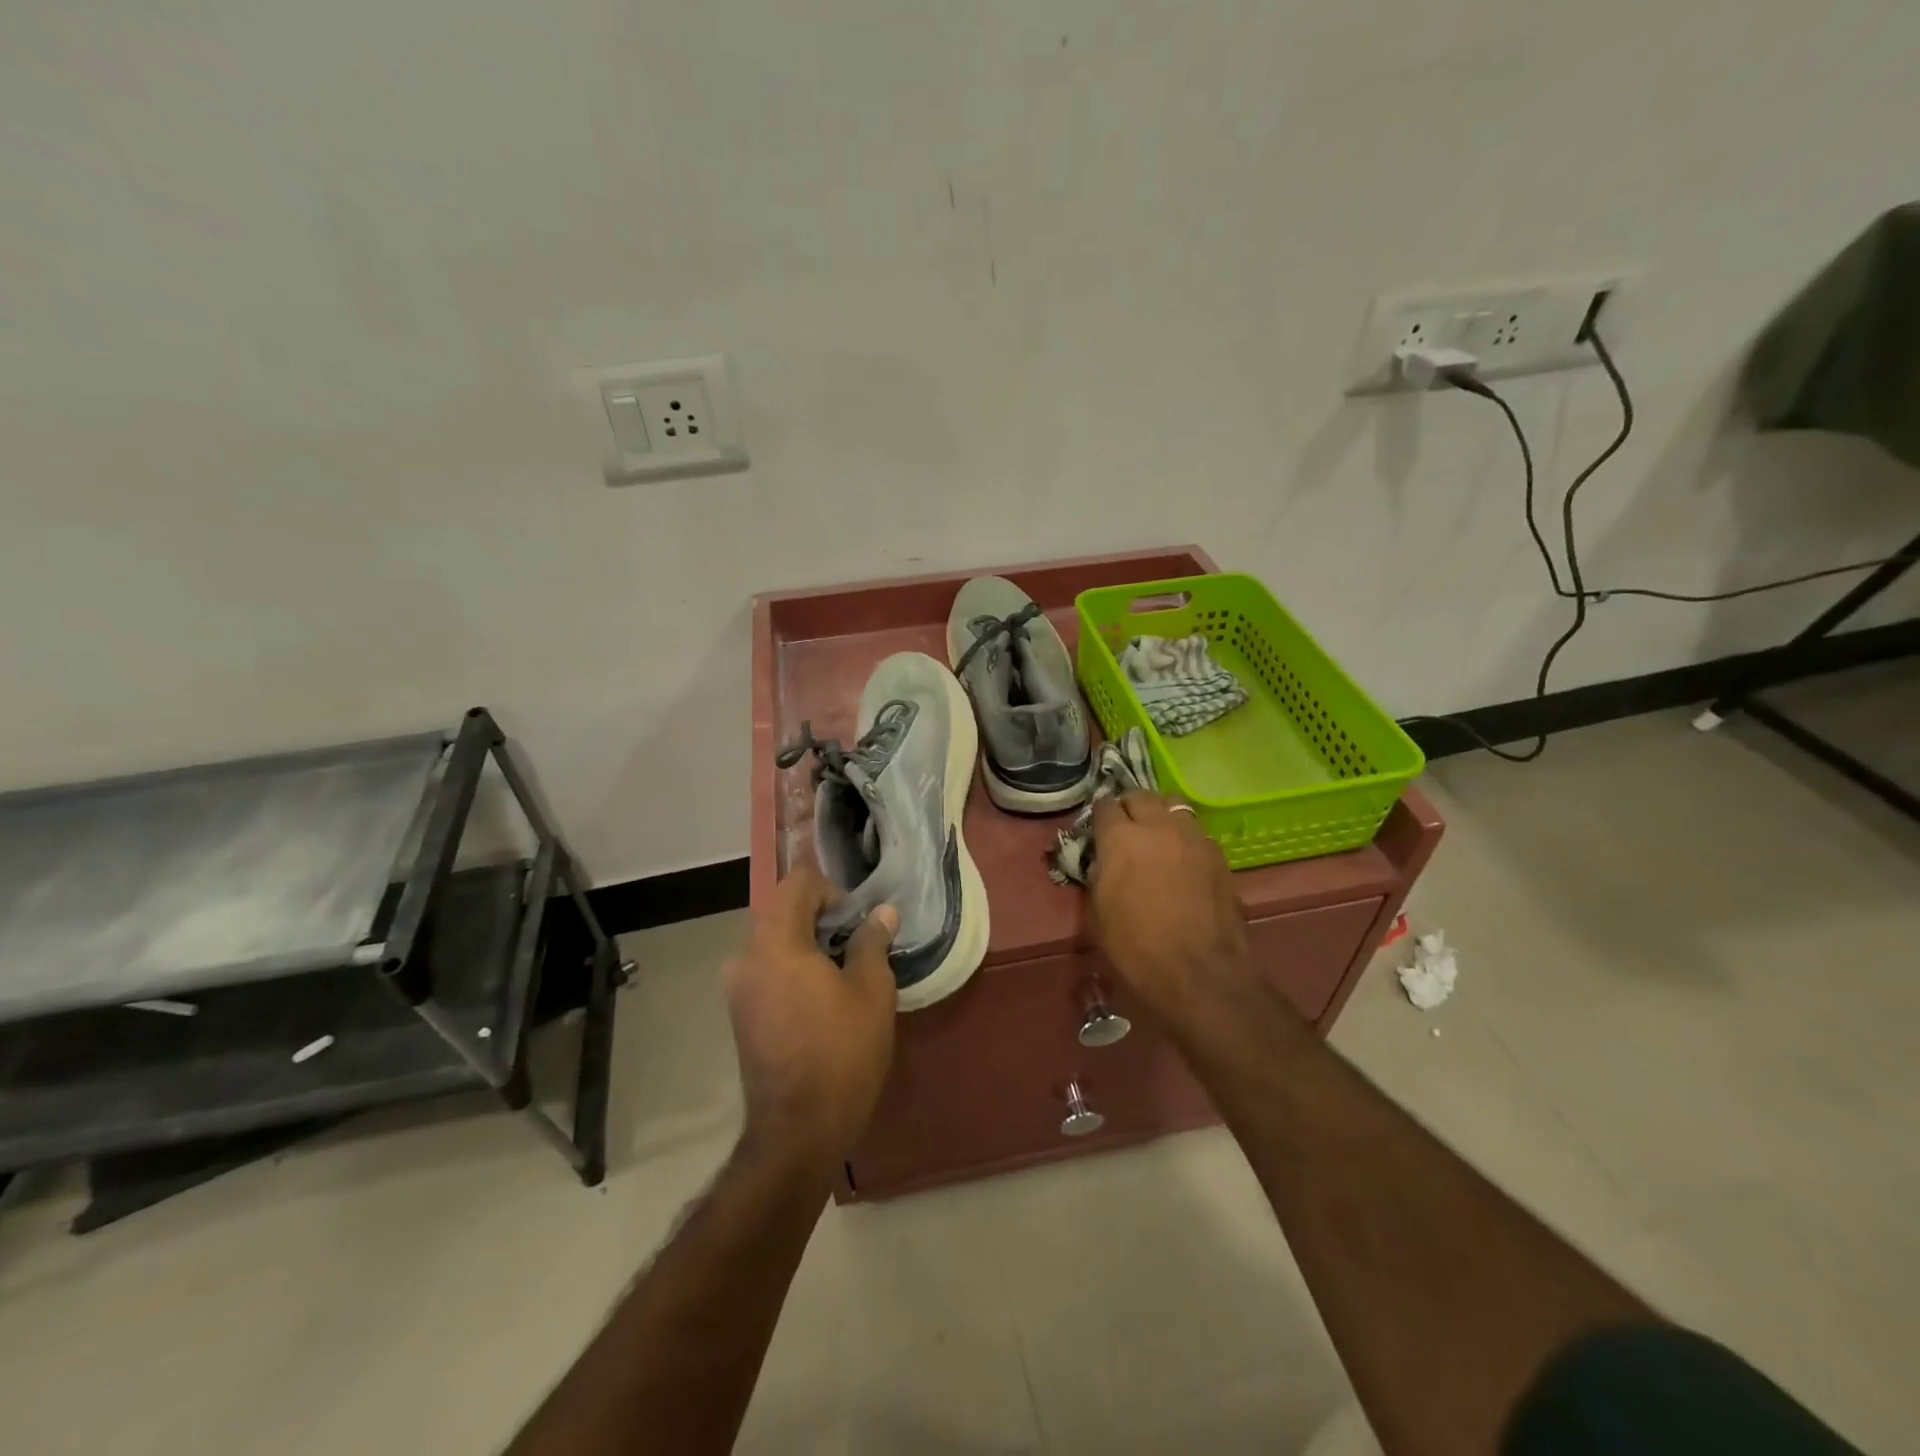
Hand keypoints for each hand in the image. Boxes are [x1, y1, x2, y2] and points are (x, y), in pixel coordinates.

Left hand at [723, 860, 897, 1173]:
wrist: (798, 1129)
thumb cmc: (842, 1052)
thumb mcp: (872, 991)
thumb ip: (872, 941)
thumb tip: (881, 913)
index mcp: (777, 941)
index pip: (798, 882)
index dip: (831, 889)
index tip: (856, 919)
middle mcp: (746, 955)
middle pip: (781, 909)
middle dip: (819, 914)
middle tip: (855, 941)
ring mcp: (737, 985)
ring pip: (772, 939)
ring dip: (804, 940)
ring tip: (840, 968)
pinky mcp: (738, 1012)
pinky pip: (764, 966)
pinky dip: (790, 964)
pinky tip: (818, 994)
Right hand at [1088, 792, 1252, 1035]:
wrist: (1199, 972)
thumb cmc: (1136, 948)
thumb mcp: (1098, 912)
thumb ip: (1099, 874)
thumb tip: (1103, 860)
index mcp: (1120, 839)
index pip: (1104, 806)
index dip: (1099, 817)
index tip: (1098, 830)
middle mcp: (1157, 827)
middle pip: (1141, 796)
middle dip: (1130, 807)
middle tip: (1126, 828)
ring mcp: (1192, 837)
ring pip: (1174, 805)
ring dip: (1161, 814)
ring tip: (1158, 836)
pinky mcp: (1218, 854)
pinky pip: (1196, 832)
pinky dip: (1185, 837)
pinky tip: (1183, 860)